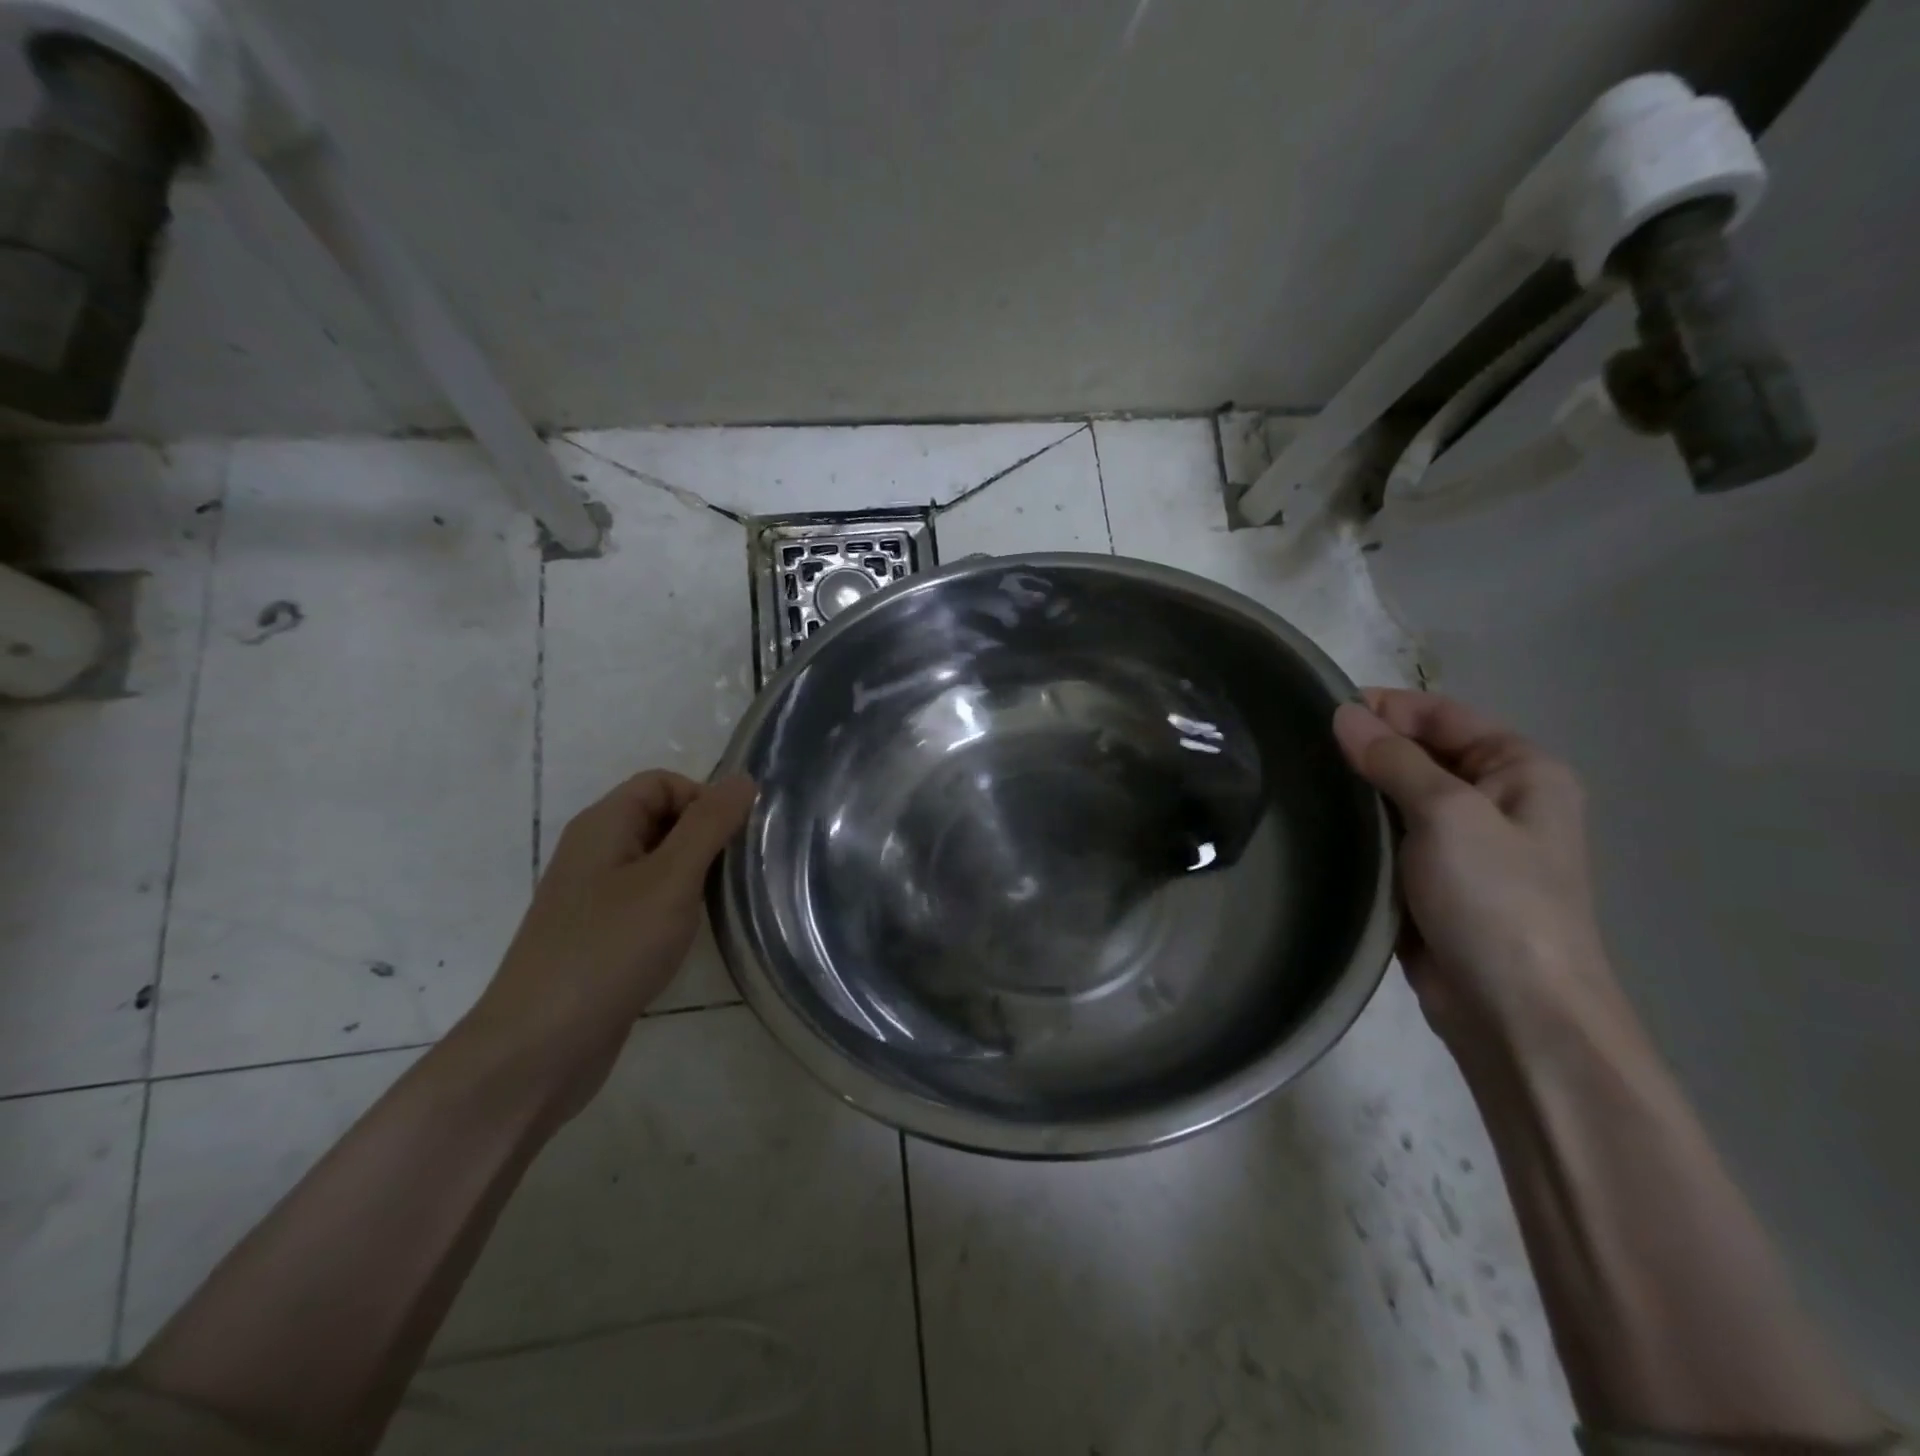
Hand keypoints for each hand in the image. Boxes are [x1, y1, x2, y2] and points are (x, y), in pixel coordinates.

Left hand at [460, 771, 756, 1101]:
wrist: (539, 1047)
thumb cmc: (609, 949)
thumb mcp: (670, 879)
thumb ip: (709, 825)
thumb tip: (744, 778)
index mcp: (603, 825)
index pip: (662, 782)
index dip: (703, 798)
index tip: (735, 837)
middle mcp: (594, 852)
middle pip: (659, 817)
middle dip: (702, 834)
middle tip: (737, 871)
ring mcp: (593, 896)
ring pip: (655, 861)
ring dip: (693, 872)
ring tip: (721, 902)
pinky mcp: (599, 935)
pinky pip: (646, 899)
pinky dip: (674, 904)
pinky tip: (690, 933)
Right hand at [1332, 689, 1614, 1054]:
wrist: (1513, 1011)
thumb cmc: (1495, 899)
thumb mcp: (1447, 814)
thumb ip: (1394, 759)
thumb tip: (1344, 713)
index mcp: (1521, 770)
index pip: (1442, 715)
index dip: (1384, 708)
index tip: (1319, 712)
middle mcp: (1496, 799)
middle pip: (1419, 753)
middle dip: (1365, 748)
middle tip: (1298, 749)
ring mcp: (1462, 843)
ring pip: (1398, 797)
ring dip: (1357, 790)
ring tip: (1297, 781)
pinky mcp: (1430, 880)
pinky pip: (1388, 837)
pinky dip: (1357, 828)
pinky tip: (1315, 823)